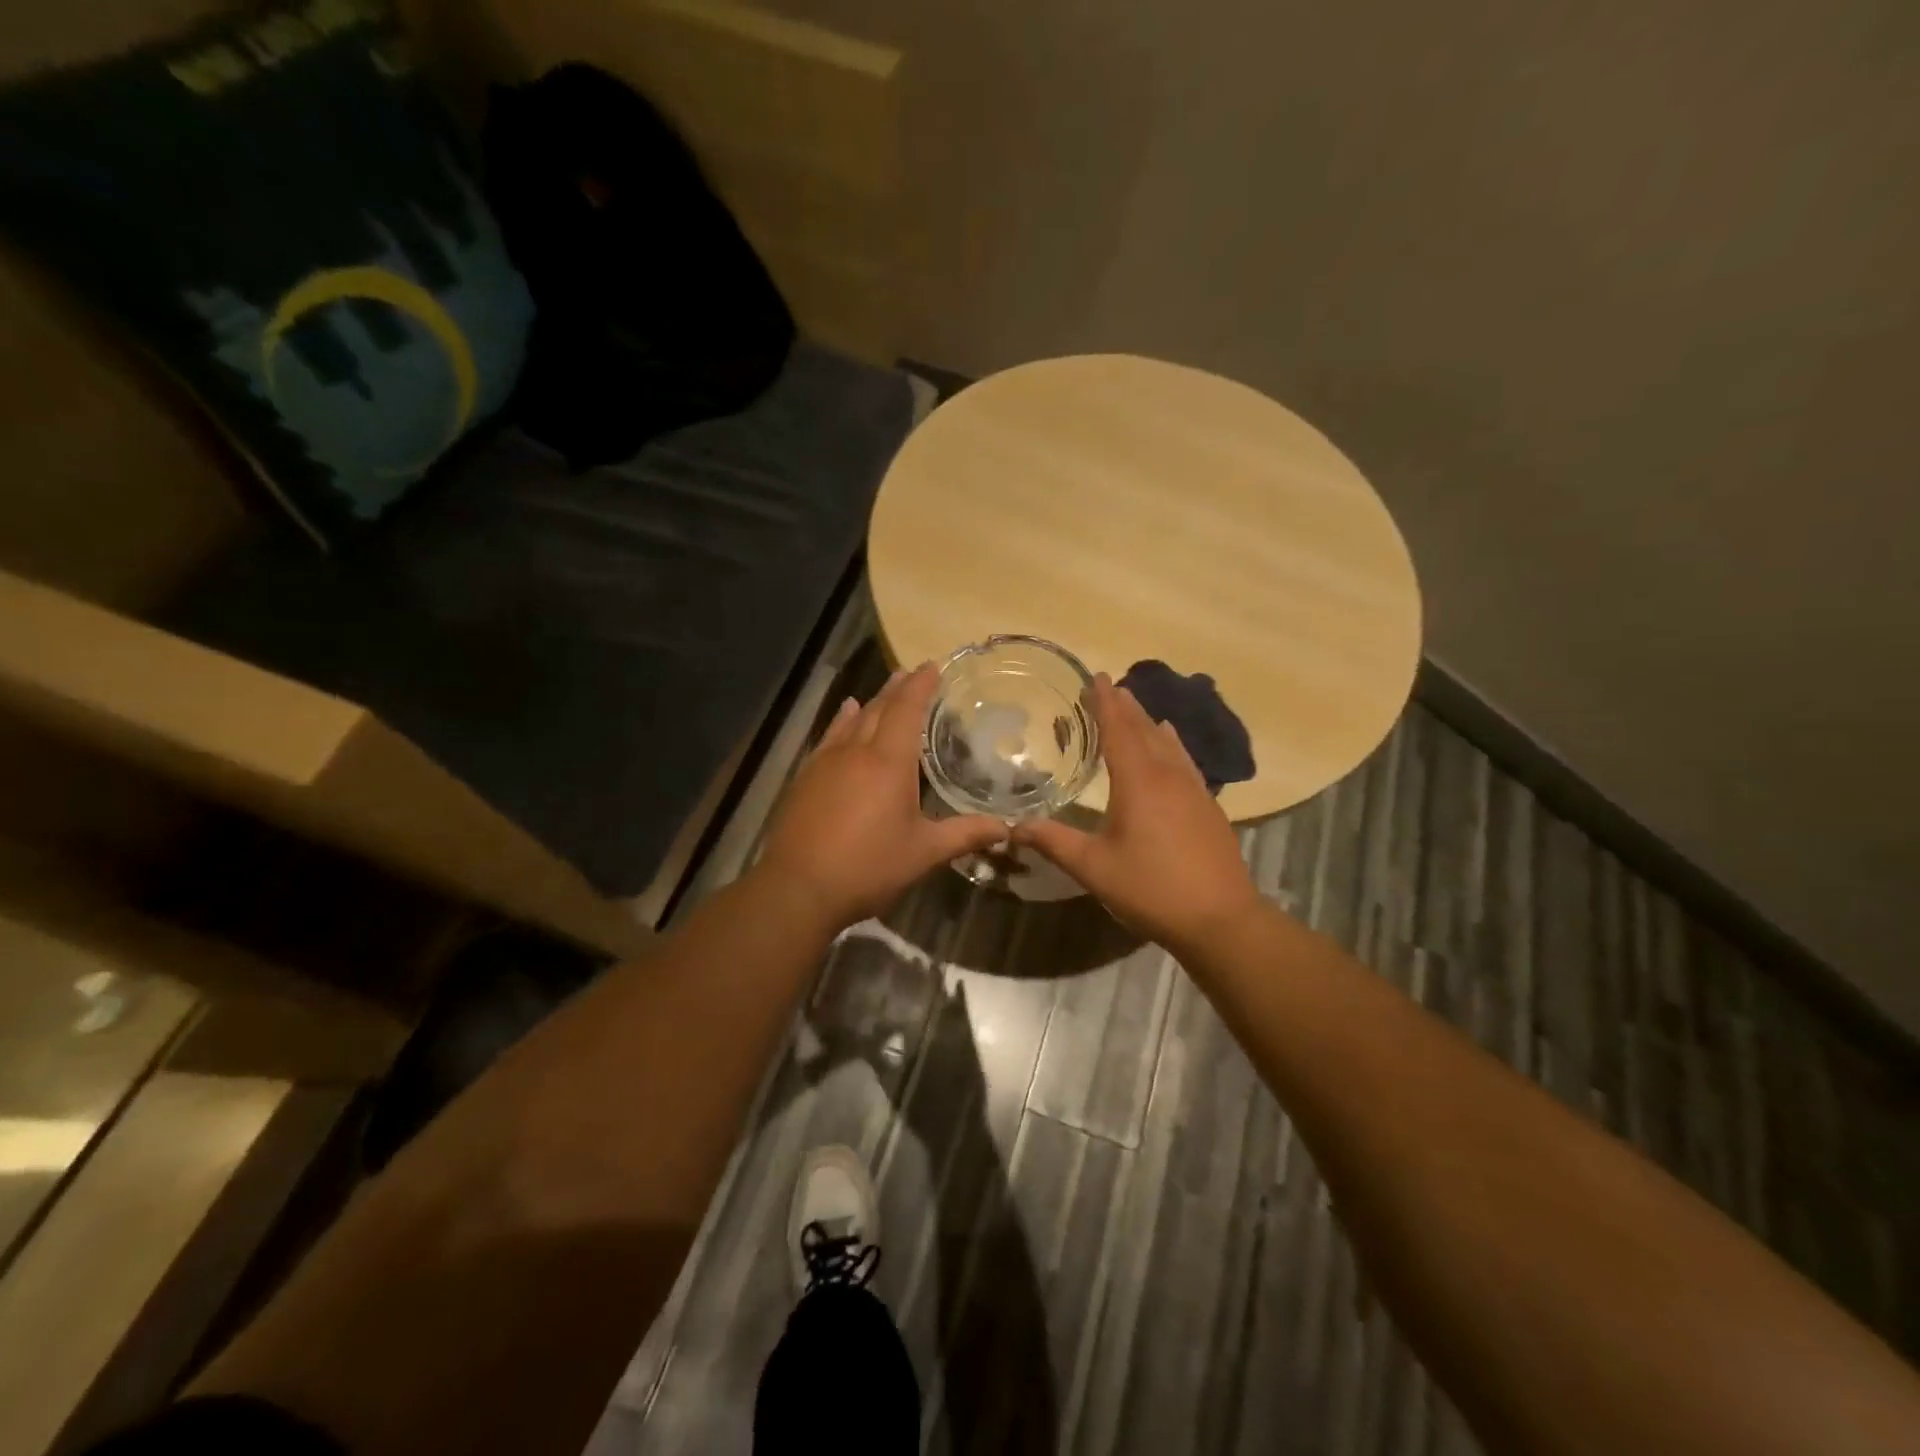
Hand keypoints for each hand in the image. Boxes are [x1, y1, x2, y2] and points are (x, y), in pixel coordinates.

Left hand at [756, 664, 1006, 930]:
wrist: (798, 887)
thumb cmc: (867, 867)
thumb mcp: (923, 853)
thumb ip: (964, 835)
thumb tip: (1006, 829)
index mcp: (889, 762)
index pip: (907, 709)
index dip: (921, 685)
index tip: (933, 666)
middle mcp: (856, 751)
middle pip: (879, 708)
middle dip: (898, 688)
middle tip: (913, 672)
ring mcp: (826, 762)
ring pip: (853, 719)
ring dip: (872, 701)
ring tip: (887, 687)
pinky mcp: (806, 777)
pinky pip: (830, 736)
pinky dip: (842, 720)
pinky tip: (845, 714)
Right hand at [1012, 674, 1261, 951]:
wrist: (1220, 919)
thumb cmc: (1151, 888)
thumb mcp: (1094, 868)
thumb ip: (1054, 843)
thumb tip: (1014, 828)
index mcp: (1139, 782)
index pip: (1119, 730)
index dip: (1105, 702)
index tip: (1096, 676)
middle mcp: (1168, 776)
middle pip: (1145, 731)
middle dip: (1126, 707)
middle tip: (1111, 686)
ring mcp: (1194, 790)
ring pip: (1169, 745)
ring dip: (1150, 723)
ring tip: (1138, 708)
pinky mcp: (1209, 808)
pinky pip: (1185, 762)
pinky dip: (1172, 746)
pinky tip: (1172, 748)